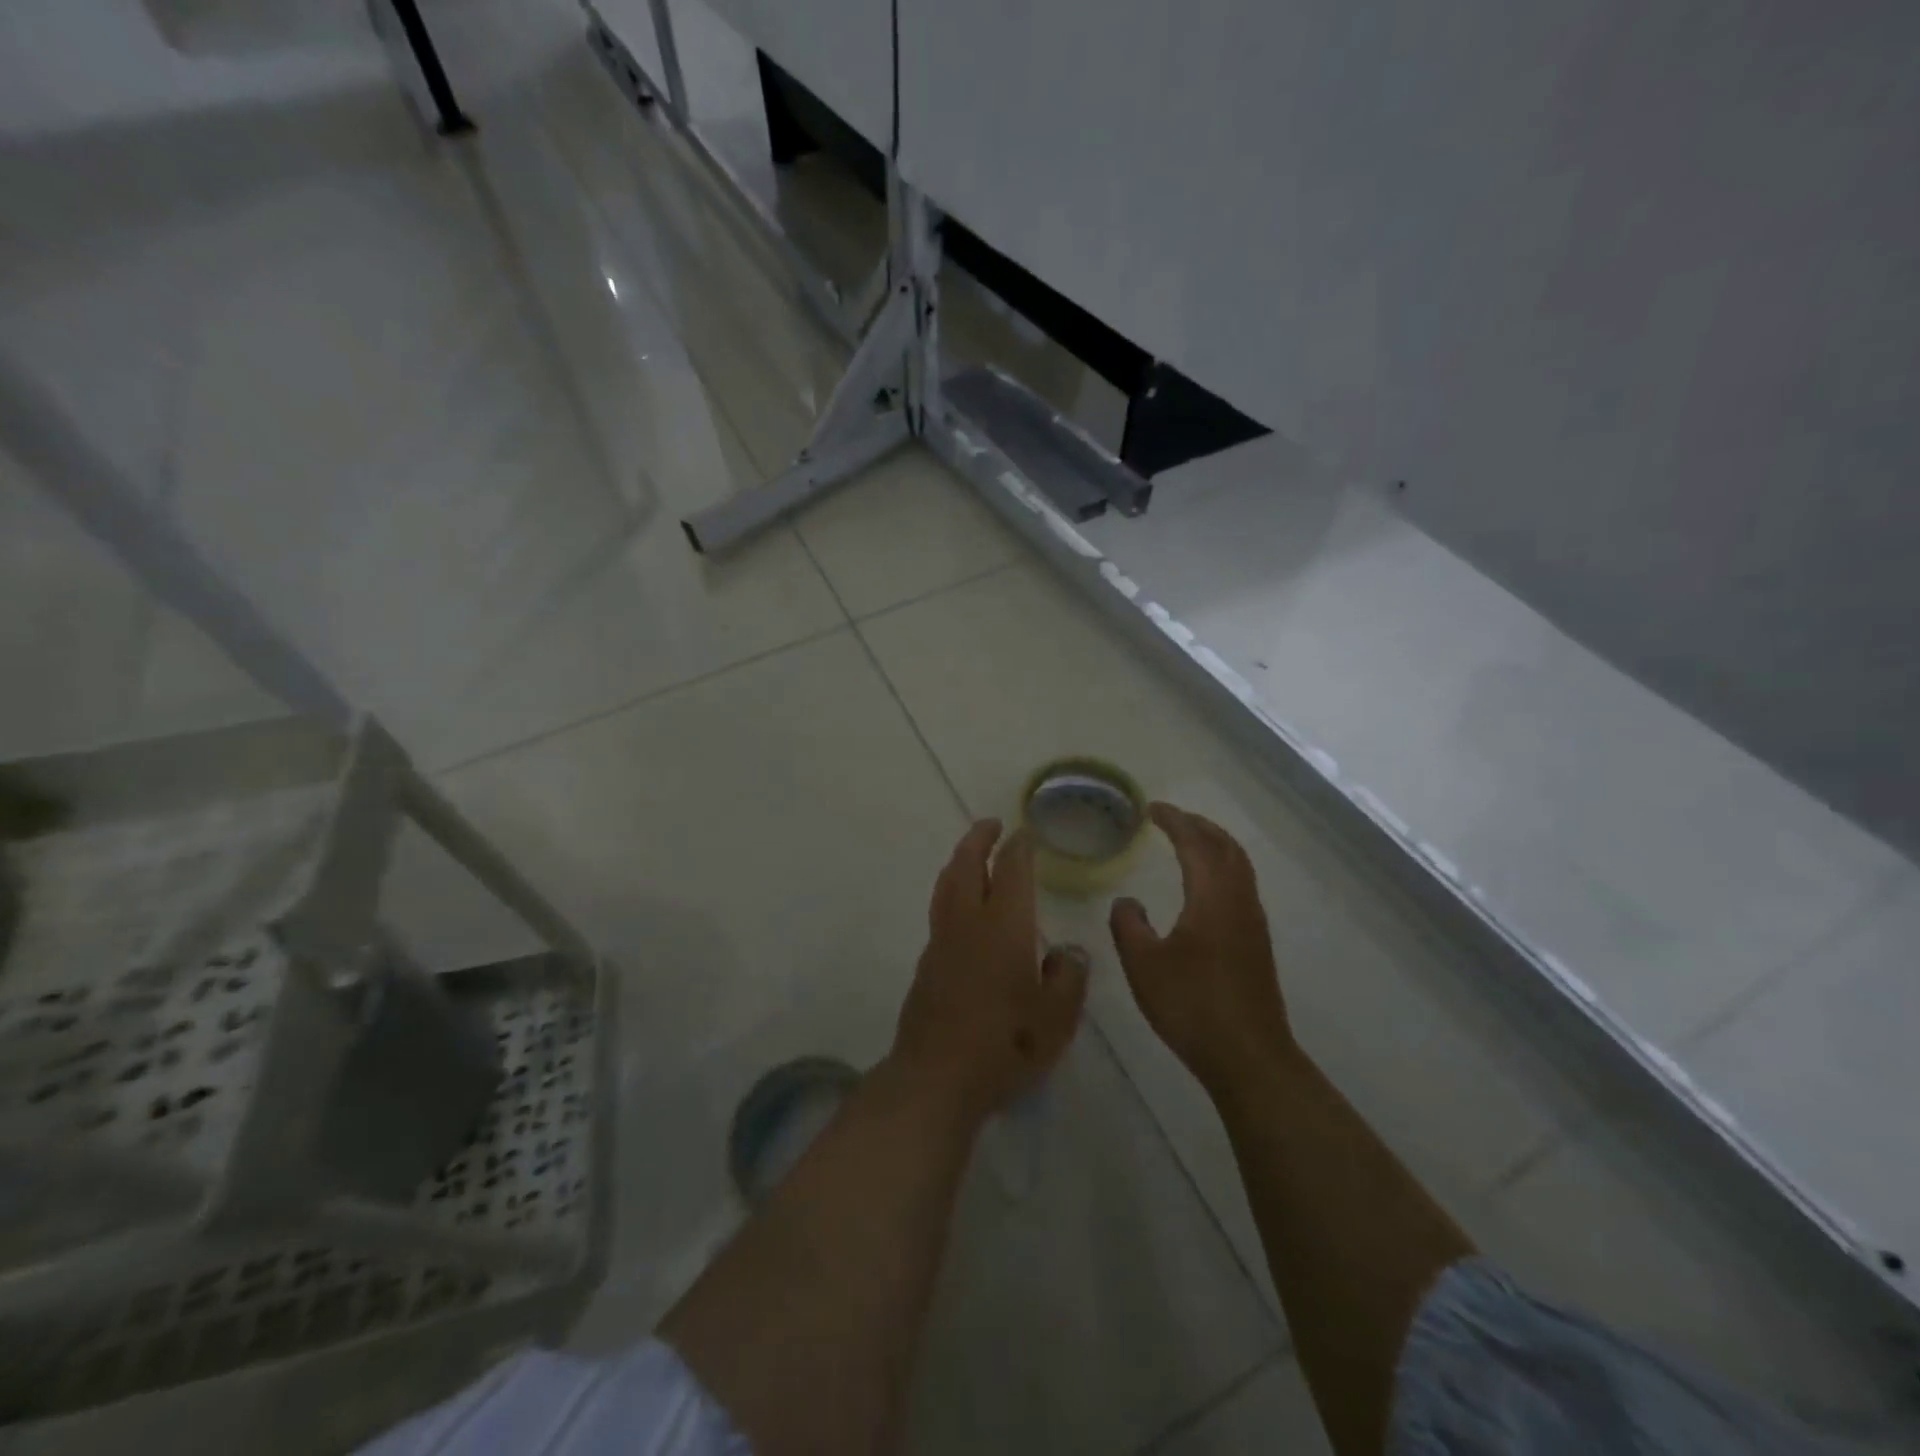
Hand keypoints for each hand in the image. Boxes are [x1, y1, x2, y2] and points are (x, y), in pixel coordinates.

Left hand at [891, 819, 1089, 1126]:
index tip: (1025, 833)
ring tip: (972, 853)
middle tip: (991, 824)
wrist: (937, 1076)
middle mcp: (968, 923)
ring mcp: (942, 941)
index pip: (1011, 871)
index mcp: (1004, 927)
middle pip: (967, 865)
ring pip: (947, 885)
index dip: (1019, 848)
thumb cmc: (1006, 1045)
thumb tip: (1068, 953)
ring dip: (960, 861)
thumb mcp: (1057, 1018)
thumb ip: (1068, 978)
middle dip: (978, 839)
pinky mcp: (927, 963)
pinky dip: (951, 891)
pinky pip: (940, 910)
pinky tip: (962, 906)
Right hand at [1110, 803, 1291, 1098]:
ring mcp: (1253, 923)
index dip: (1174, 821)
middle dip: (1199, 826)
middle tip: (1171, 818)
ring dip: (1214, 846)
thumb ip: (1129, 925)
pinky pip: (1241, 886)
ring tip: (1188, 843)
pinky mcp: (1257, 944)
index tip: (1152, 809)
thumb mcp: (1143, 965)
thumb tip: (1127, 902)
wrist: (1248, 1056)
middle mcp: (1239, 901)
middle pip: (1226, 847)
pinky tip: (1204, 888)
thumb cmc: (1192, 1006)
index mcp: (1212, 898)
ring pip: (1239, 867)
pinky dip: (1222, 868)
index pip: (1195, 843)